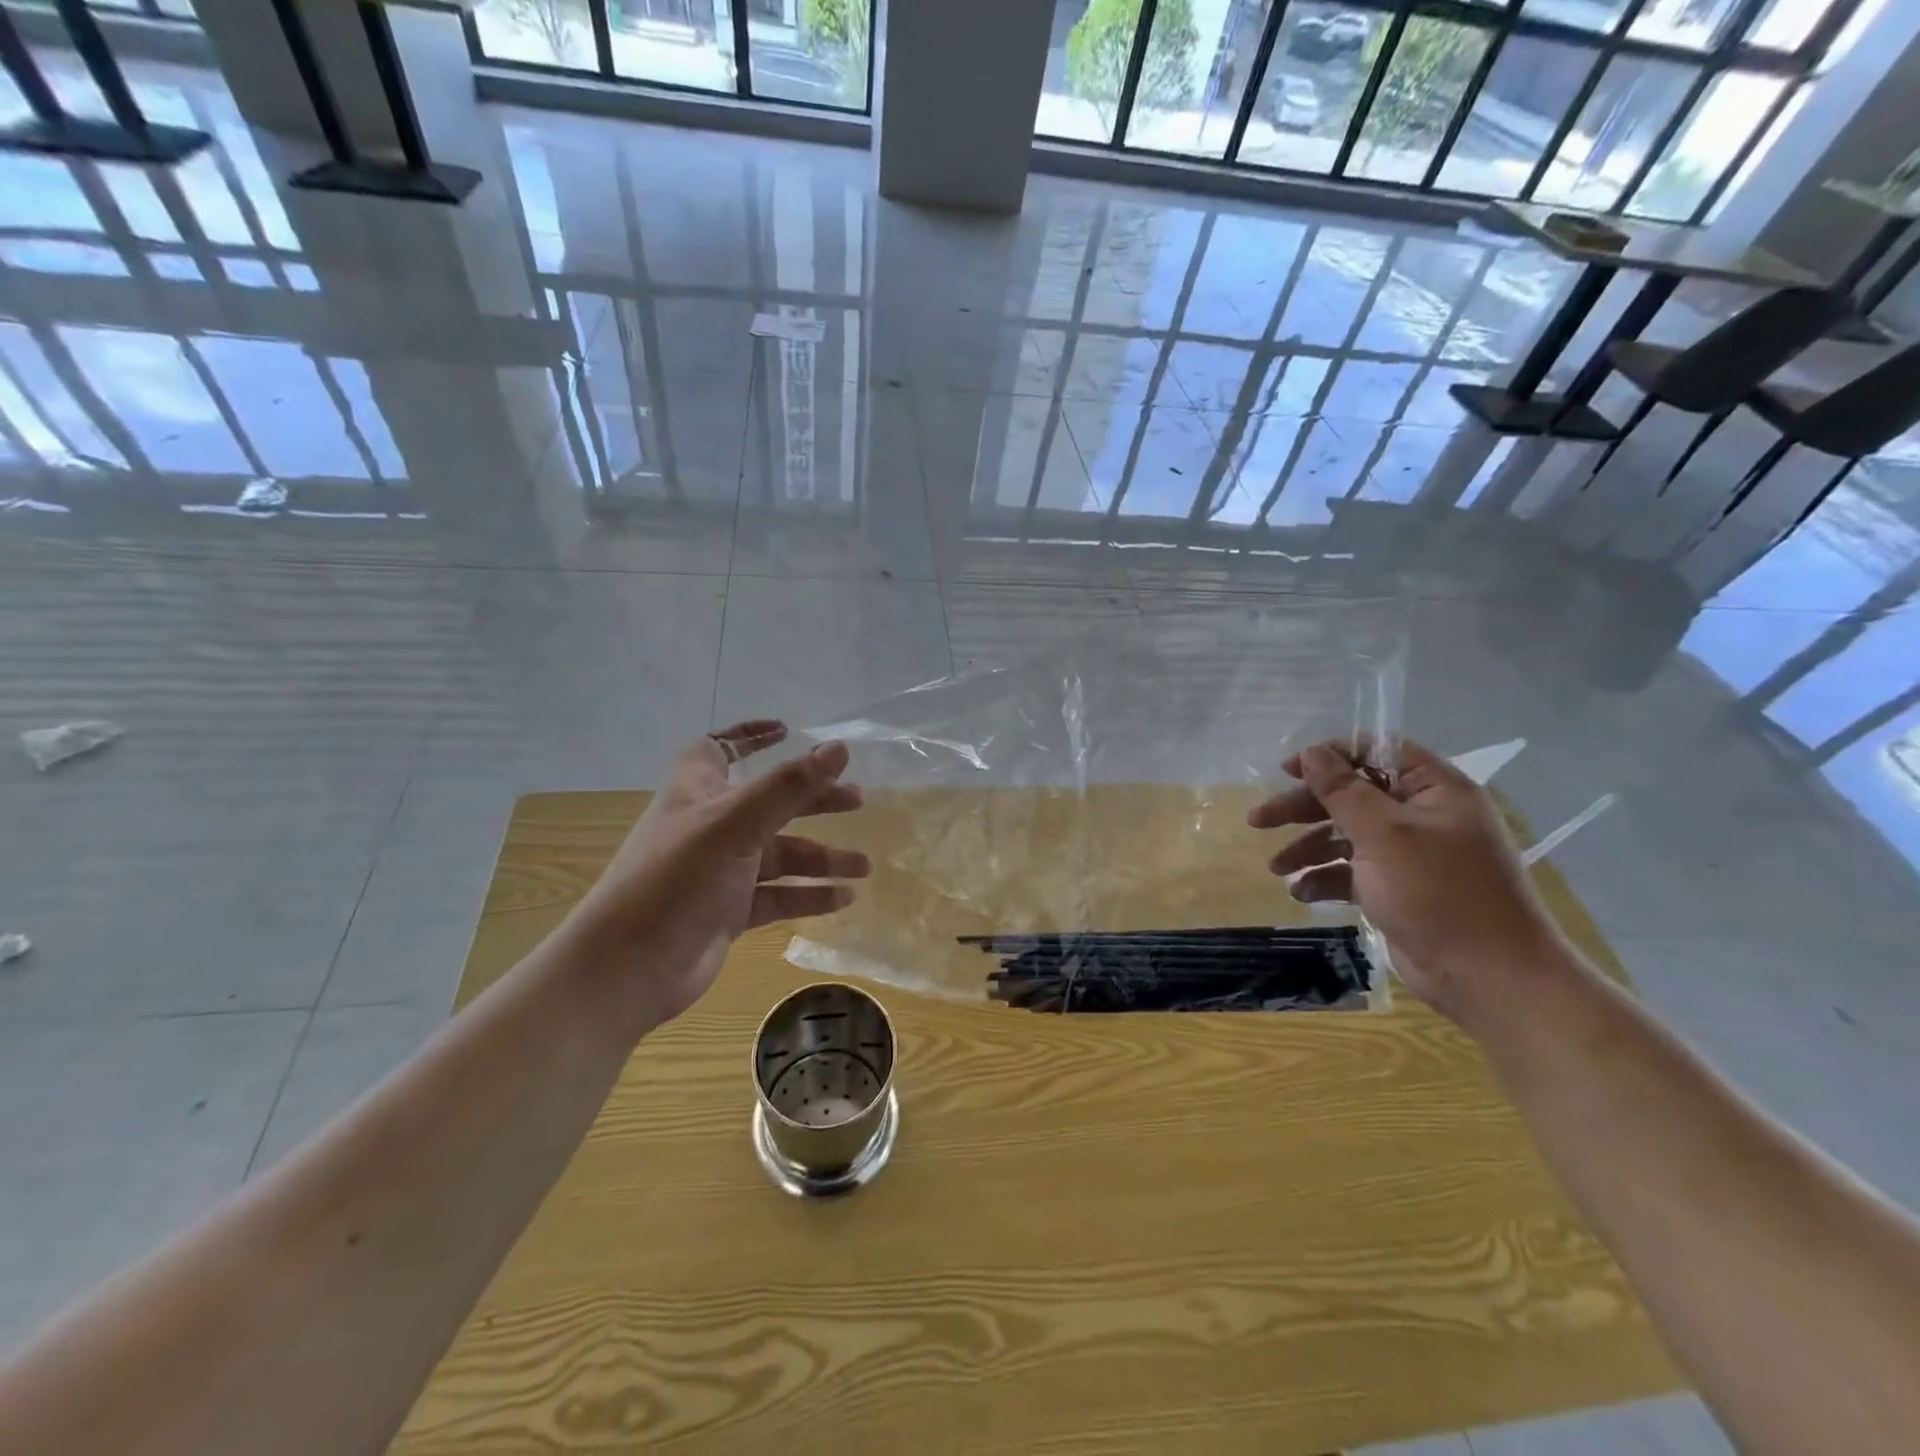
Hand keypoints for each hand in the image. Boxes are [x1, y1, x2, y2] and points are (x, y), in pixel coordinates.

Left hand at [562, 721, 870, 1028]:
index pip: (721, 748)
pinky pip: (778, 894)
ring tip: (864, 866)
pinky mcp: (729, 911)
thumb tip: (840, 747)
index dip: (750, 736)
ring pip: (780, 854)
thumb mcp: (735, 825)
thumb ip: (789, 786)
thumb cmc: (676, 880)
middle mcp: (710, 826)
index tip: (788, 730)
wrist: (627, 969)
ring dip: (822, 857)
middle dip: (813, 800)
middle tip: (858, 801)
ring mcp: (720, 871)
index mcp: (698, 792)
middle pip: (770, 802)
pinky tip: (843, 898)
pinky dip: (809, 894)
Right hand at [1247, 737, 1569, 1026]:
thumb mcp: (1384, 834)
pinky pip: (1353, 871)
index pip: (1376, 751)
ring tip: (1276, 867)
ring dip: (1308, 847)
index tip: (1287, 770)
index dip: (1330, 756)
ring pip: (1346, 835)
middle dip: (1303, 808)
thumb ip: (1343, 790)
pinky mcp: (1398, 888)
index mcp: (1433, 790)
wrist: (1488, 977)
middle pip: (1351, 795)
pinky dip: (1326, 878)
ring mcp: (1410, 854)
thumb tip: (1312, 753)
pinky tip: (1301, 892)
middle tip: (1259, 820)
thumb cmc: (1439, 893)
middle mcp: (1422, 815)